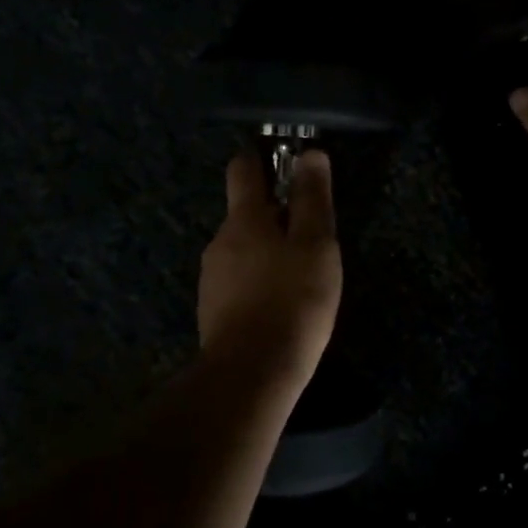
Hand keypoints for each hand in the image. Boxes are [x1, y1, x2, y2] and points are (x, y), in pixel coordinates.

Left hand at [198, 150, 343, 388]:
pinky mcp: (212, 310)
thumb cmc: (292, 300)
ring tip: (299, 275)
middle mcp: (219, 241)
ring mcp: (212, 278)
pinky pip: (238, 281)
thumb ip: (312, 199)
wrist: (252, 374)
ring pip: (242, 249)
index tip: (284, 161)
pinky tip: (279, 304)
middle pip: (245, 212)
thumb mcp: (315, 245)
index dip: (262, 158)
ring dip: (267, 251)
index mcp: (244, 219)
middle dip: (274, 215)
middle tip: (310, 235)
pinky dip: (258, 281)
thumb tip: (311, 154)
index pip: (243, 168)